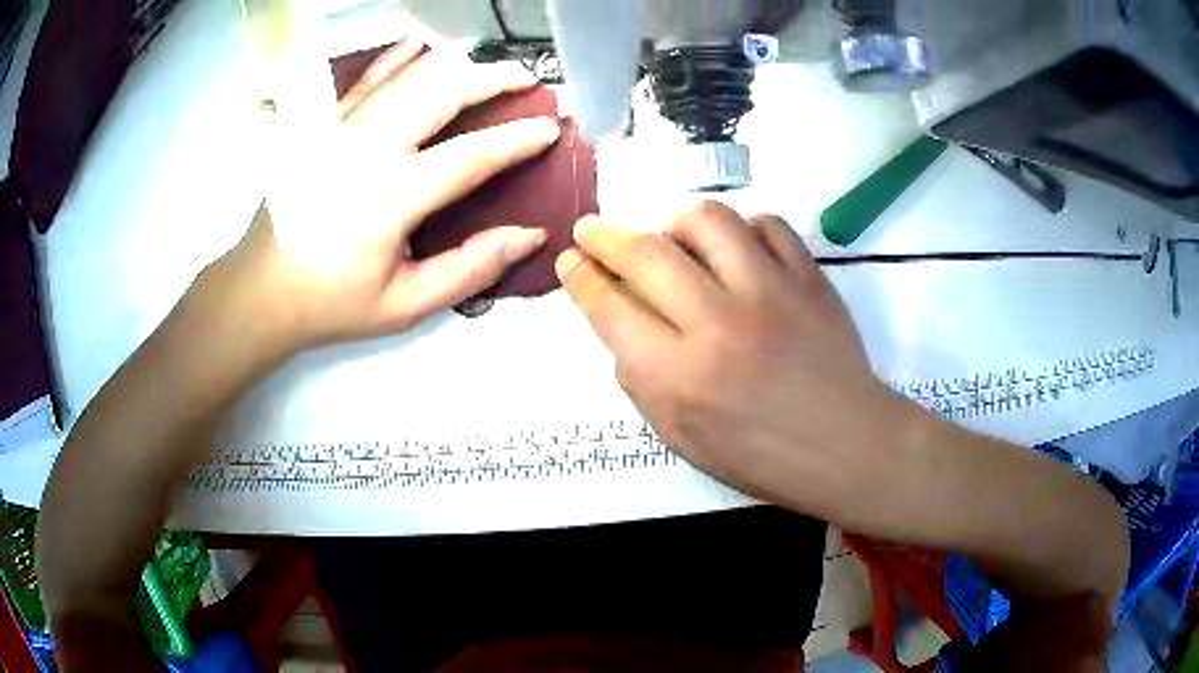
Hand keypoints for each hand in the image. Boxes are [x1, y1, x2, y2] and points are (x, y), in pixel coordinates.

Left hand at [204, 41, 558, 356]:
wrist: (261, 289)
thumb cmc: (332, 302)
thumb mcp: (404, 304)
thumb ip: (470, 269)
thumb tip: (529, 236)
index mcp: (390, 197)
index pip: (470, 155)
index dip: (517, 140)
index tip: (550, 129)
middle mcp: (366, 148)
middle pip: (442, 92)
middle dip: (493, 79)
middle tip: (528, 79)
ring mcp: (340, 129)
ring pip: (409, 75)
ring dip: (455, 65)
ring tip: (487, 66)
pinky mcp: (322, 125)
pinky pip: (366, 79)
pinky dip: (398, 58)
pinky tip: (420, 47)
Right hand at [555, 202, 921, 517]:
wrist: (846, 445)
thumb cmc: (761, 456)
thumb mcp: (681, 437)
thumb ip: (641, 379)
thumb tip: (622, 321)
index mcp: (679, 377)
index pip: (611, 308)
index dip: (581, 278)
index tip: (570, 260)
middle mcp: (718, 323)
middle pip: (646, 253)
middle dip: (605, 236)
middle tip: (593, 230)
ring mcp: (770, 291)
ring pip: (705, 220)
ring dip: (675, 225)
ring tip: (675, 243)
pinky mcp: (809, 276)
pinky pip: (766, 223)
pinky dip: (742, 230)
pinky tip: (738, 251)